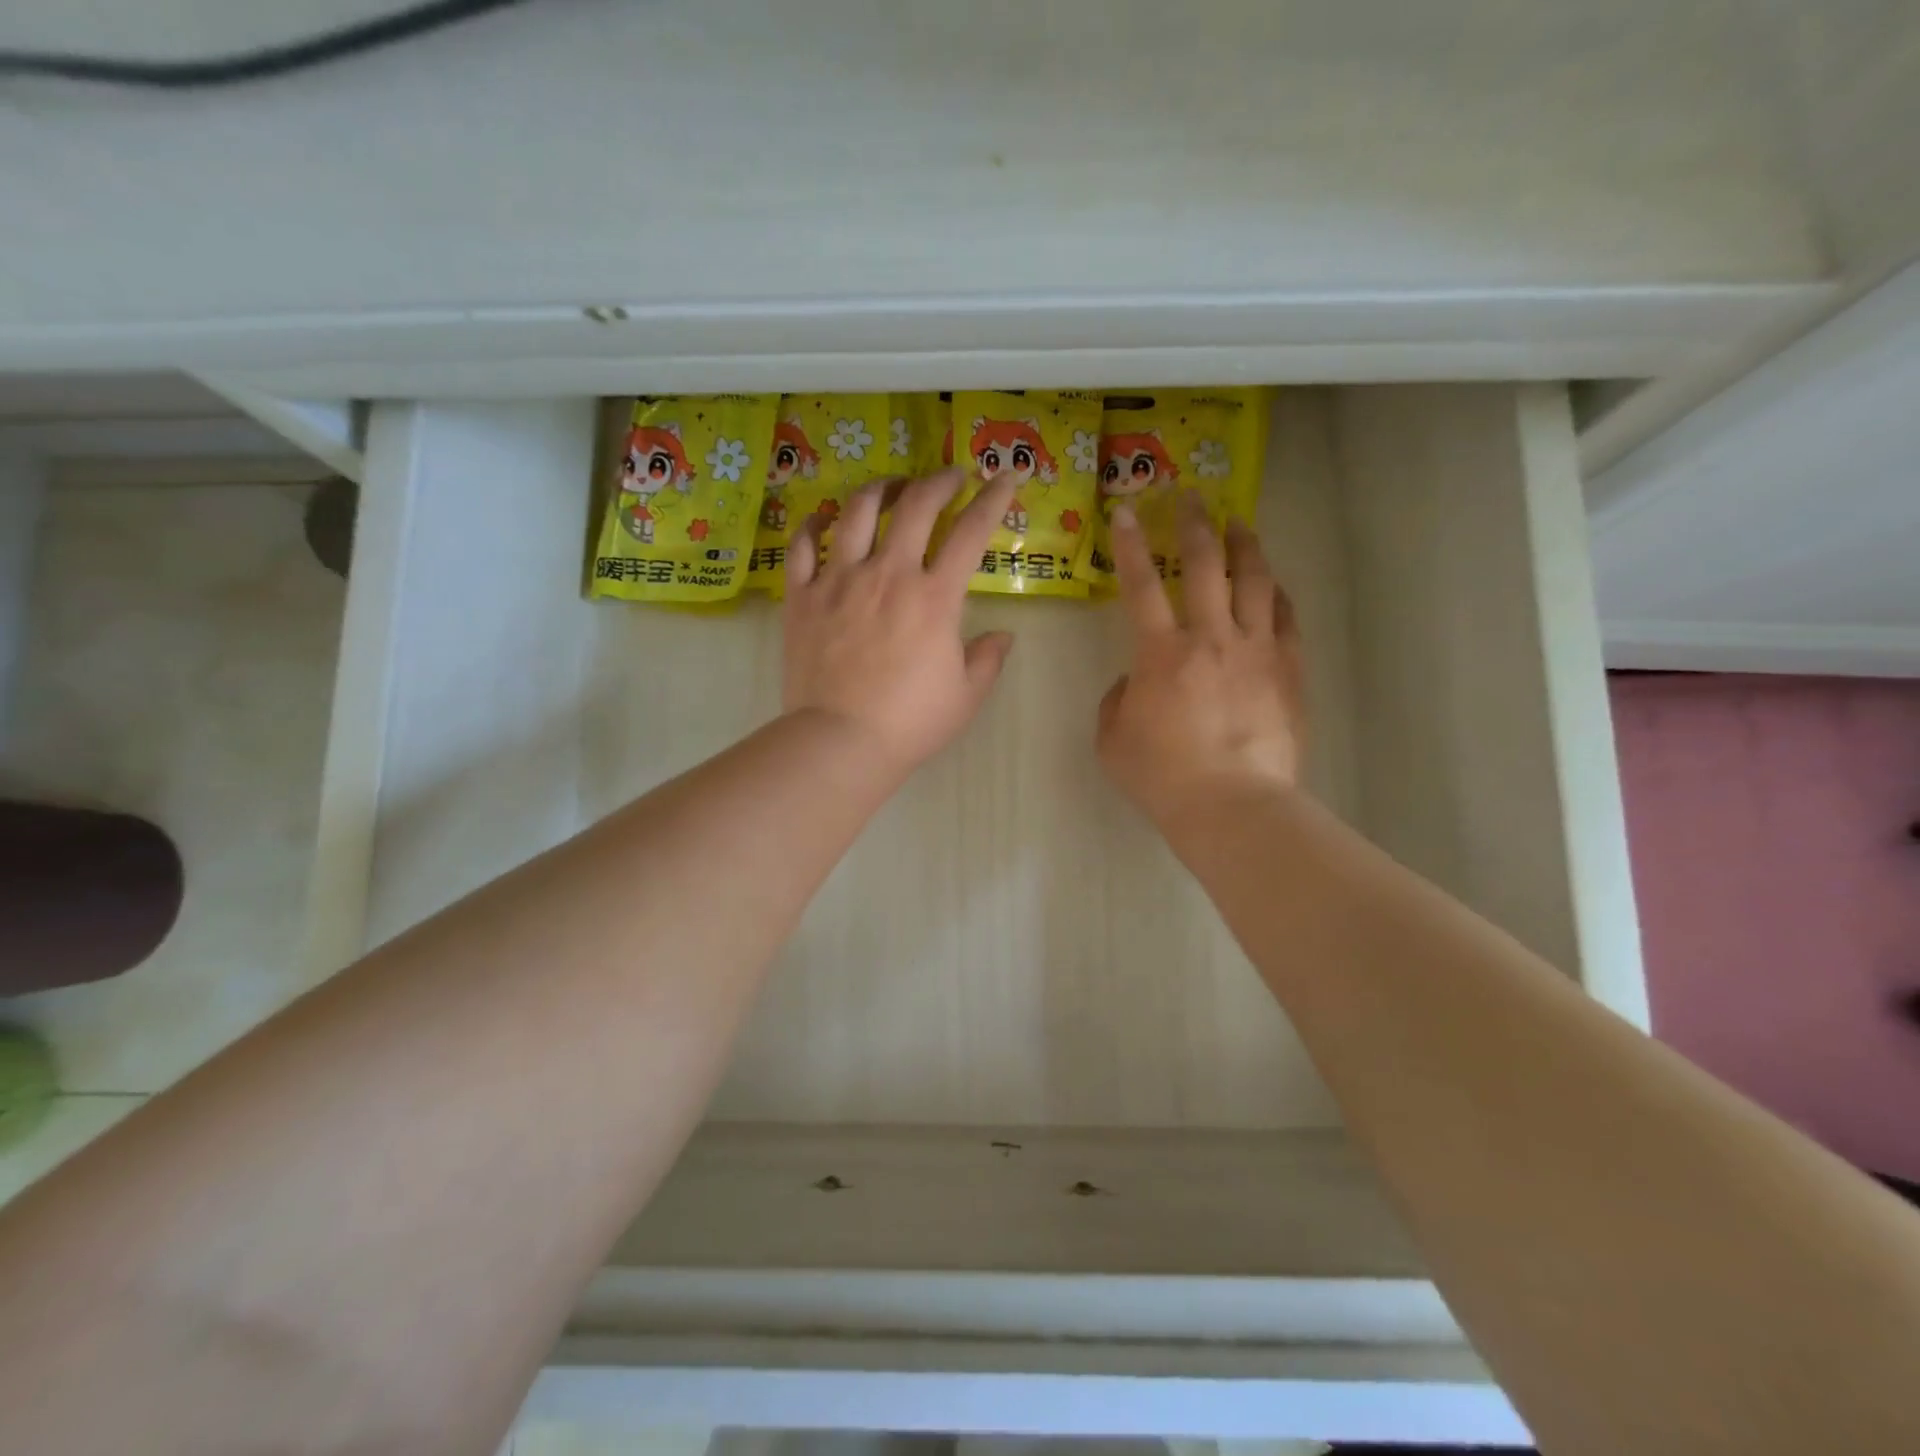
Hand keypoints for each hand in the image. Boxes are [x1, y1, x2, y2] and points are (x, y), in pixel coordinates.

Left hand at [782, 467, 1017, 775]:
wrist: (840, 740)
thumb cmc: (910, 722)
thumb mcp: (966, 696)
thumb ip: (988, 660)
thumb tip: (1004, 636)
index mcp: (934, 597)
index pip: (971, 532)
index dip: (994, 499)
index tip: (1006, 478)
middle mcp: (888, 574)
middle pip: (916, 506)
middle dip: (939, 481)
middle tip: (951, 478)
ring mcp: (839, 580)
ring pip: (858, 511)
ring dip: (881, 489)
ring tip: (892, 486)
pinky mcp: (802, 596)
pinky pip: (802, 545)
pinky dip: (814, 524)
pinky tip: (824, 519)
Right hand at [1097, 492, 1306, 832]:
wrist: (1232, 806)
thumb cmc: (1163, 777)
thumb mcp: (1113, 739)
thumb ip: (1119, 699)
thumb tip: (1138, 680)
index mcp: (1162, 653)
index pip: (1141, 585)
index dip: (1129, 544)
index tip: (1124, 510)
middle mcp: (1212, 638)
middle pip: (1205, 564)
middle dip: (1193, 523)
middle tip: (1189, 496)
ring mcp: (1257, 650)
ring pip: (1255, 580)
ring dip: (1244, 544)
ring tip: (1238, 522)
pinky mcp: (1289, 670)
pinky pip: (1285, 618)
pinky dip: (1275, 593)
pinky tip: (1271, 584)